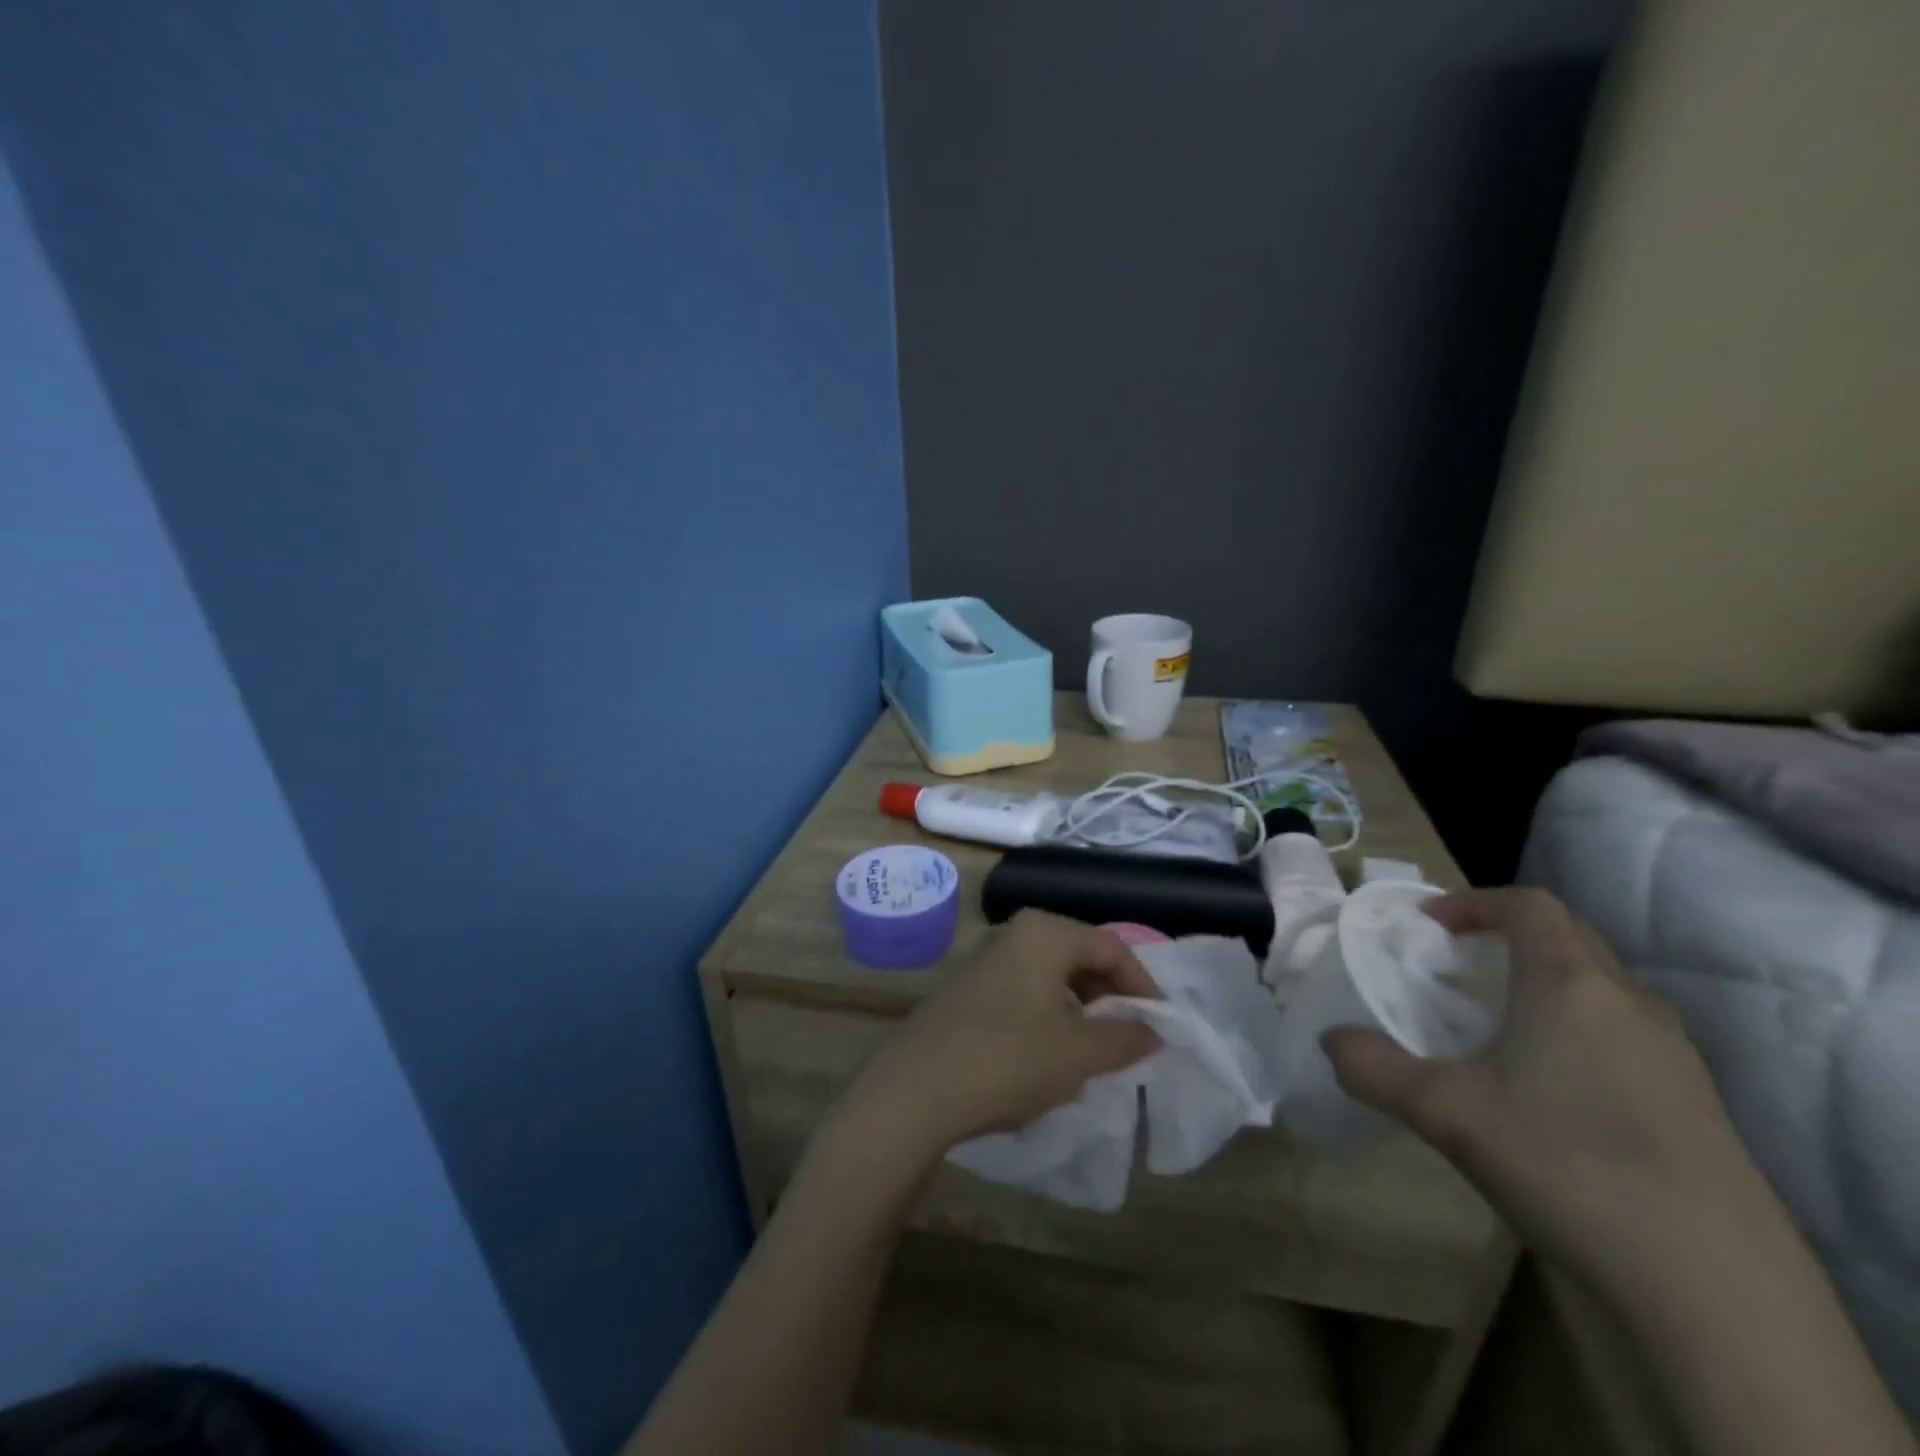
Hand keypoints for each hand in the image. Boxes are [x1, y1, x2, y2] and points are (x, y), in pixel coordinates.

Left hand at [843, 910, 1162, 1157]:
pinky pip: (1024, 993)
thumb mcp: (1080, 1052)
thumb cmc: (1010, 1058)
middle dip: (1110, 997)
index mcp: (1044, 933)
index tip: (1161, 1026)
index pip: (1111, 947)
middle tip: (1130, 1039)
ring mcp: (985, 961)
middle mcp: (1014, 935)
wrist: (917, 1088)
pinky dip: (1048, 1017)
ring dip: (1080, 1010)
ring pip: (1051, 978)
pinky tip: (1050, 1056)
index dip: (1143, 985)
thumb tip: (1154, 1032)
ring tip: (1095, 1052)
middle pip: (1080, 957)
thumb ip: (1126, 1038)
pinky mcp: (967, 990)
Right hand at [1323, 888, 1771, 1290]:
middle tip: (1459, 968)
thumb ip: (1373, 1067)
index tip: (1430, 927)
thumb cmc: (1564, 1164)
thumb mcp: (1443, 1112)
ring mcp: (1675, 1056)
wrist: (1716, 1290)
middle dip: (1508, 938)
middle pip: (1569, 937)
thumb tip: (1330, 1040)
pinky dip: (1578, 1031)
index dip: (1474, 902)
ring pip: (1601, 989)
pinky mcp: (1699, 1105)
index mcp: (1571, 984)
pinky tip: (1552, 1091)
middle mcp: (1629, 1003)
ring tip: (1499, 1028)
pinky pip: (1626, 1036)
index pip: (1528, 906)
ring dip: (1545, 984)